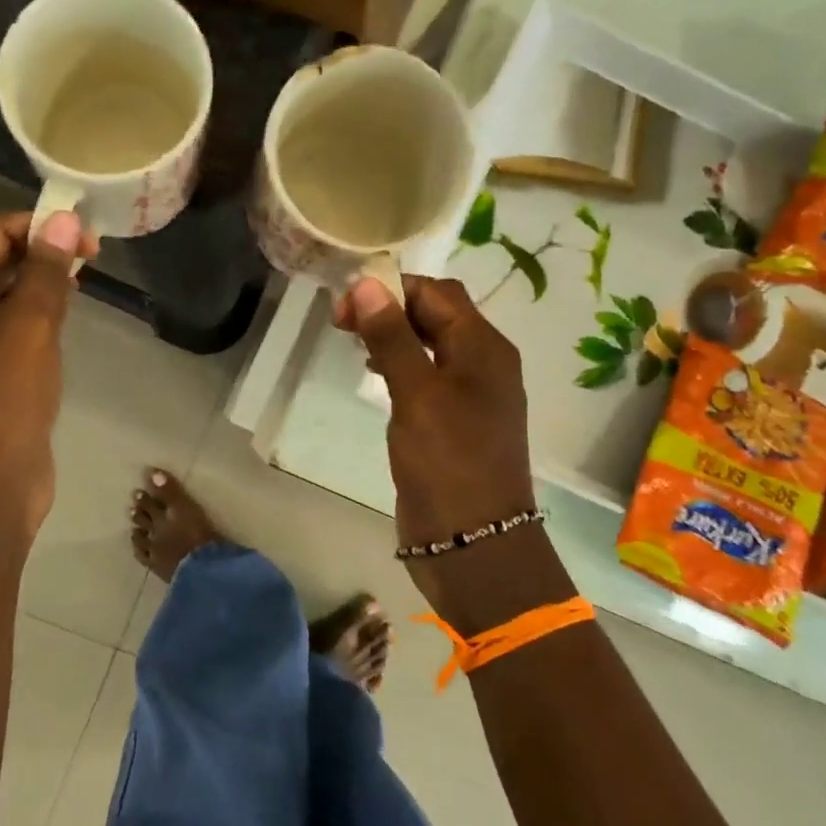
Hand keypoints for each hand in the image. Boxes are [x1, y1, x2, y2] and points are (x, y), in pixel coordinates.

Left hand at [0, 210, 96, 539]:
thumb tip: (62, 217)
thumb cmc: (1, 400)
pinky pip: (6, 329)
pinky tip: (61, 329)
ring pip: (2, 295)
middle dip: (42, 254)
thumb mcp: (29, 327)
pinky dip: (34, 319)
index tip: (90, 242)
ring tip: (80, 290)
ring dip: (40, 287)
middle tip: (90, 264)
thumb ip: (46, 270)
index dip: (41, 227)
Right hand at [335, 275, 538, 597]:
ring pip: (429, 345)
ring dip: (393, 335)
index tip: (345, 304)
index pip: (438, 293)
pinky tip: (374, 374)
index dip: (392, 288)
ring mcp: (469, 395)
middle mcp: (482, 363)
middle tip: (341, 323)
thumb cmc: (448, 462)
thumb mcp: (417, 395)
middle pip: (436, 315)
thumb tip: (367, 283)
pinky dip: (400, 365)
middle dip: (390, 309)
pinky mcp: (452, 422)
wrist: (474, 542)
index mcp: (484, 348)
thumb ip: (393, 338)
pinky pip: (426, 376)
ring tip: (353, 342)